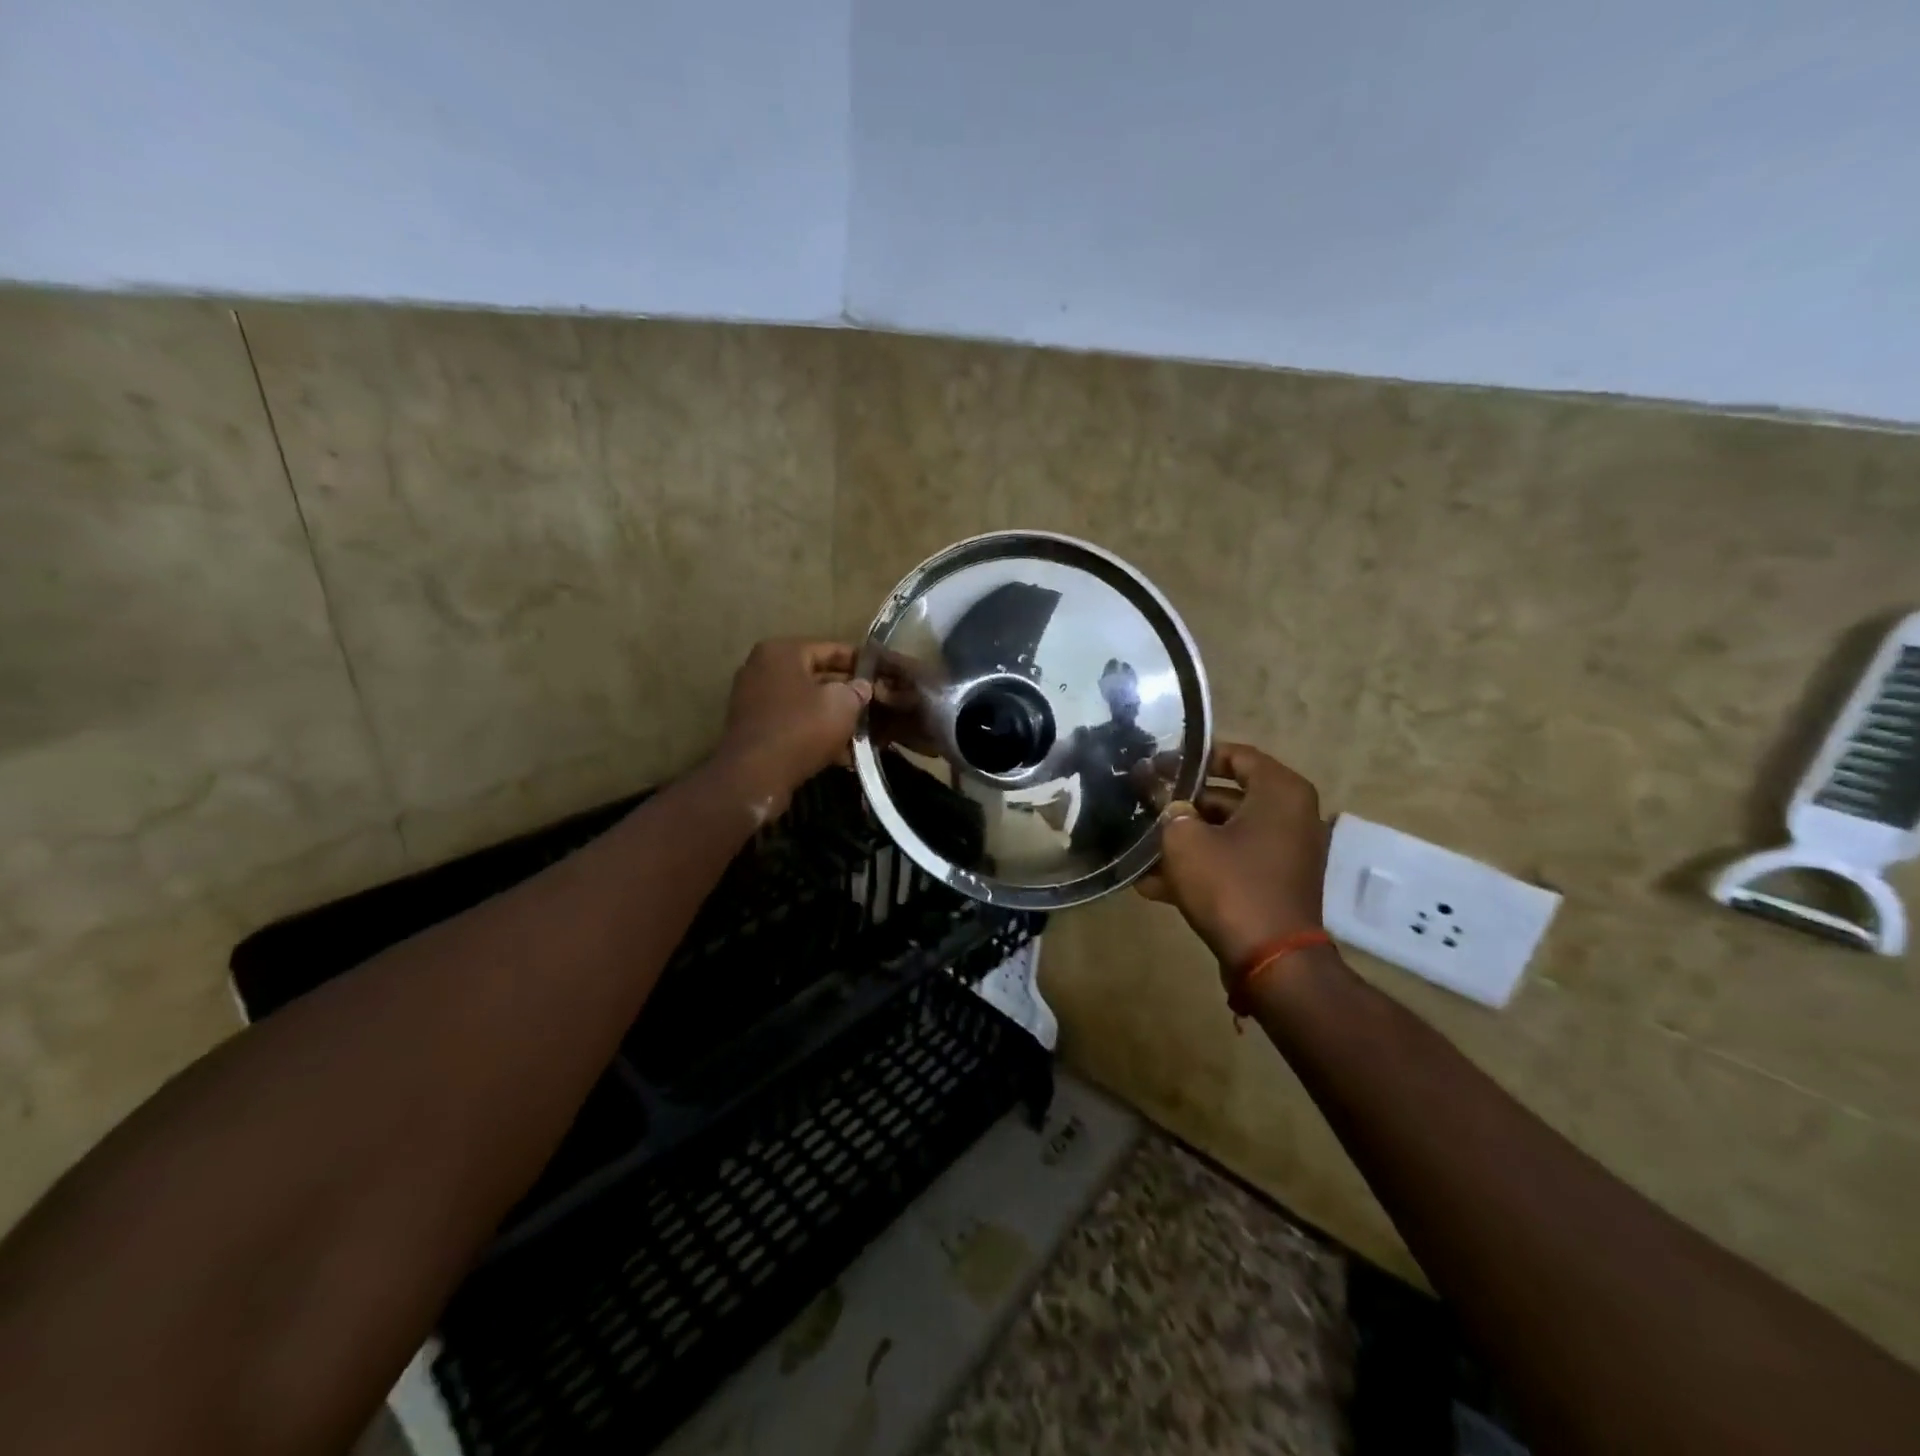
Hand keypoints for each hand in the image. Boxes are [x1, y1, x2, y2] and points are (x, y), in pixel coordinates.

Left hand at [715, 639, 871, 813]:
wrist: (756, 775)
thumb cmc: (802, 728)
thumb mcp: (842, 704)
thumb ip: (857, 690)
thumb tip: (862, 687)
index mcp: (782, 652)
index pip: (831, 649)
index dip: (860, 662)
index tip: (881, 674)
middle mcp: (763, 668)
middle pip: (816, 676)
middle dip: (846, 692)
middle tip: (874, 705)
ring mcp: (754, 699)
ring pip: (806, 702)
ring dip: (832, 716)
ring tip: (862, 731)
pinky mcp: (754, 728)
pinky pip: (793, 722)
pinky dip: (814, 732)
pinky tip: (841, 752)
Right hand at [1136, 742, 1329, 970]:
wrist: (1271, 961)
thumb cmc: (1231, 885)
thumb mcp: (1185, 840)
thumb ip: (1168, 809)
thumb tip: (1160, 795)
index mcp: (1280, 792)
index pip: (1235, 755)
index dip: (1193, 757)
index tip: (1159, 765)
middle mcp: (1290, 817)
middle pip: (1227, 797)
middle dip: (1181, 803)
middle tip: (1142, 803)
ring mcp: (1283, 854)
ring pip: (1225, 834)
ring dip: (1184, 840)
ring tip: (1139, 845)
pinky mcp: (1272, 885)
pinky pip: (1231, 864)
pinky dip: (1199, 868)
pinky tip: (1151, 883)